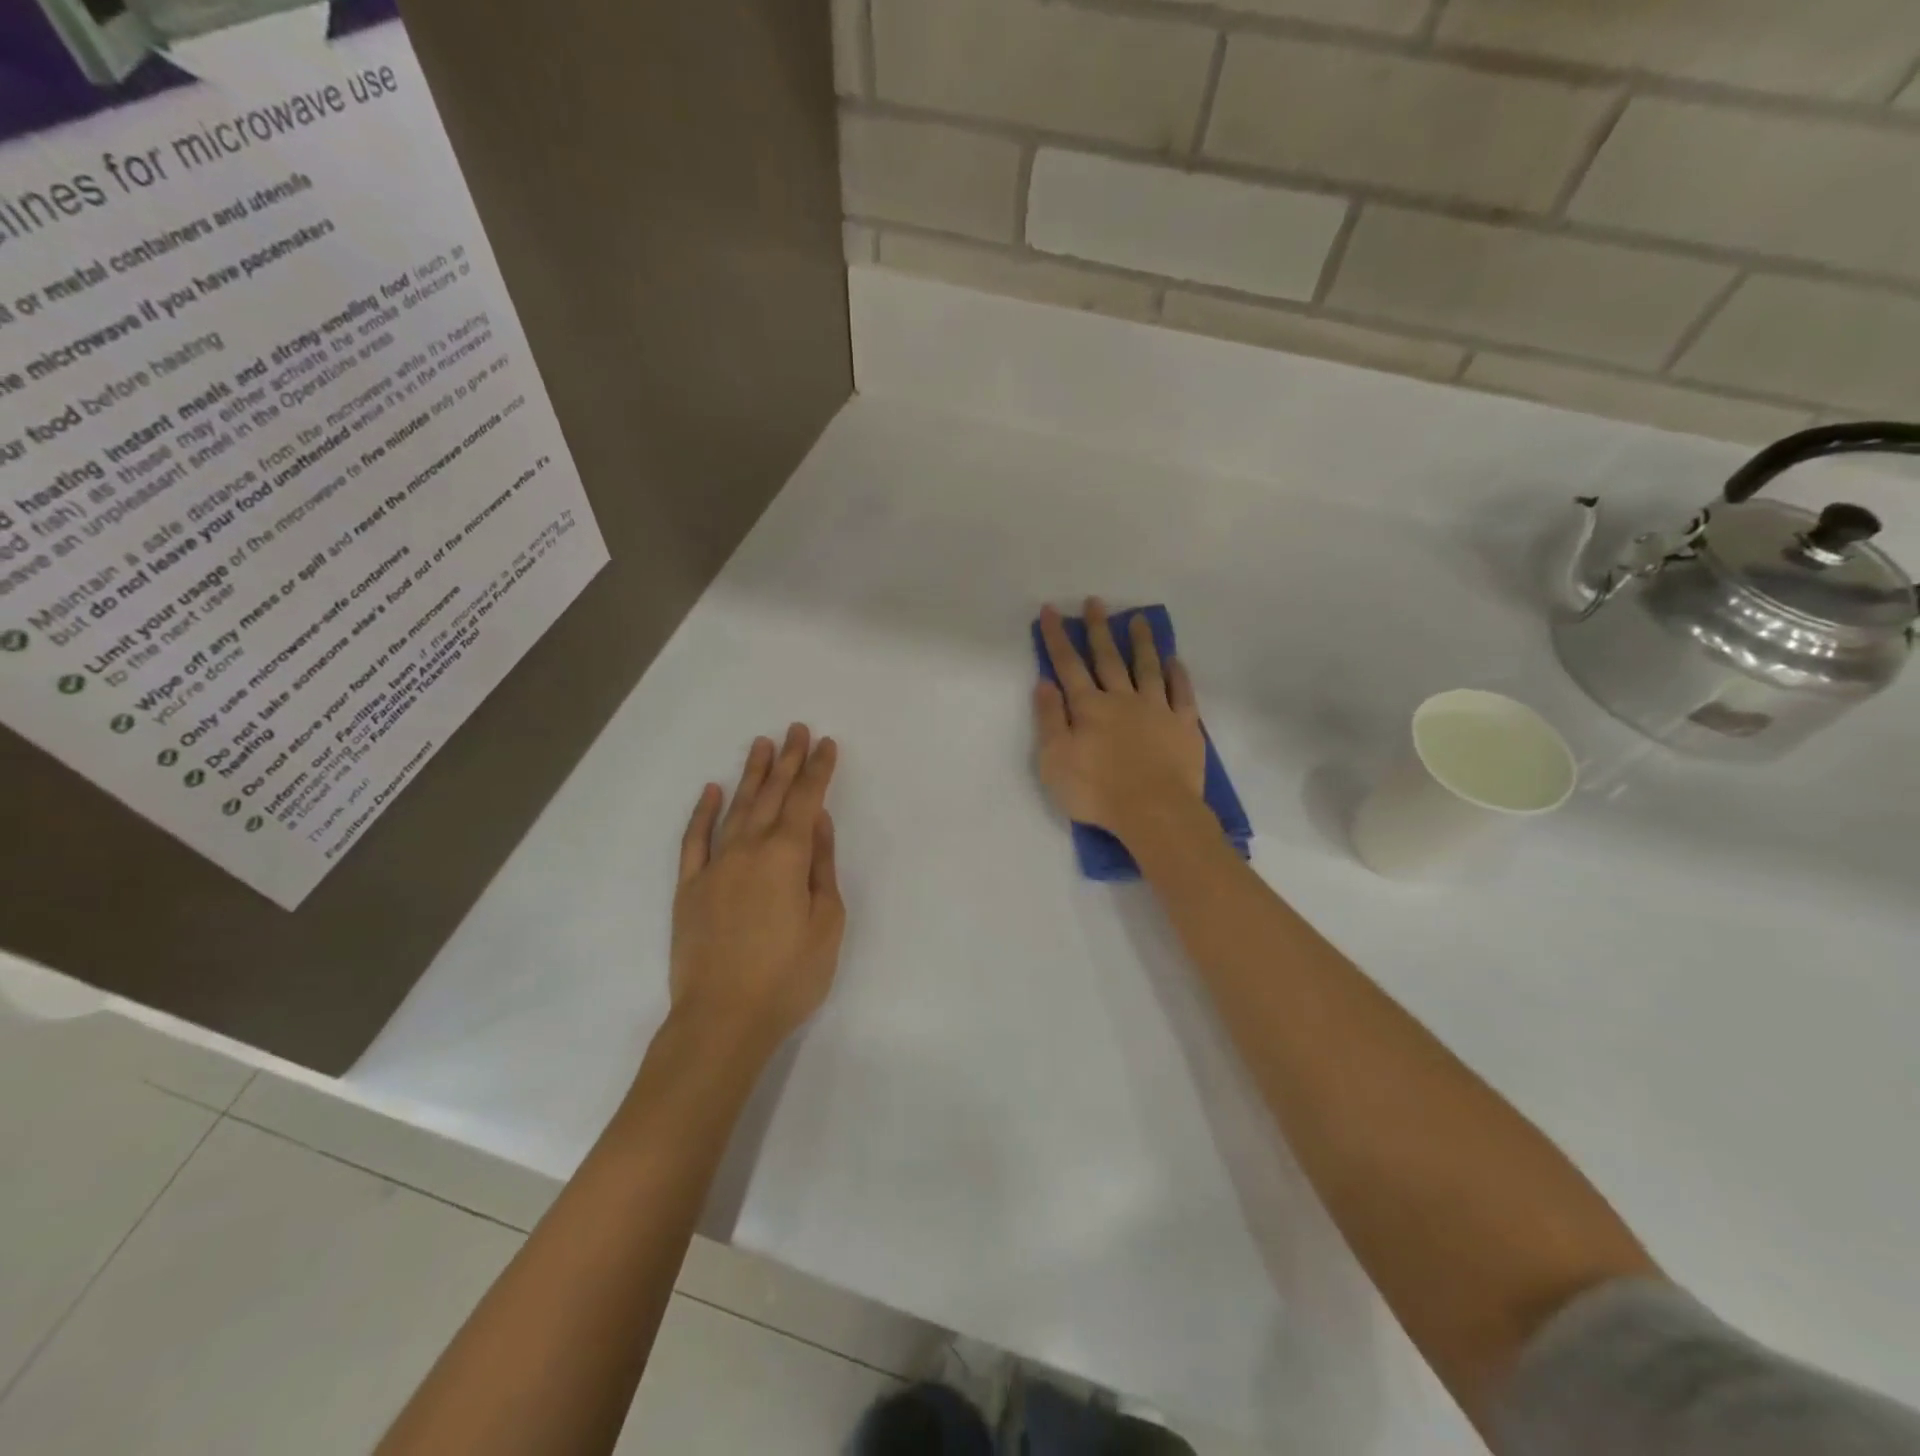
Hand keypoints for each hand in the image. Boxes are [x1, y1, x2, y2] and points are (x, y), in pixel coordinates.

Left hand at [670, 724, 844, 1055]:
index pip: (807, 800)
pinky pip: (695, 840)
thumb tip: (820, 823)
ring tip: (762, 745)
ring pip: (736, 808)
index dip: (818, 770)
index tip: (826, 743)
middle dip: (788, 760)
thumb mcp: (826, 923)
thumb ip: (822, 867)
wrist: (722, 1019)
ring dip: (751, 775)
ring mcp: (714, 866)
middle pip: (772, 795)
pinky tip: (712, 791)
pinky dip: (703, 813)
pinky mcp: (688, 888)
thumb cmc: (788, 976)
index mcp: (787, 856)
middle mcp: (748, 849)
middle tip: (796, 729)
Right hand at [1034, 598, 1205, 841]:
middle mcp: (1122, 699)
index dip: (1057, 637)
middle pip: (1108, 658)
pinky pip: (1182, 693)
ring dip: (1141, 642)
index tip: (1051, 610)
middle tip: (1095, 602)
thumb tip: (1044, 683)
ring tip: (1138, 619)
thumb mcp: (1054, 760)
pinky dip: (1178, 674)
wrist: (1154, 811)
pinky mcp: (1184, 725)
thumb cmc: (1097, 791)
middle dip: (1099, 629)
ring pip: (1147, 667)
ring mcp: (1156, 709)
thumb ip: (1049, 719)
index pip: (1068, 665)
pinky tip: (1175, 660)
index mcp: (1088, 707)